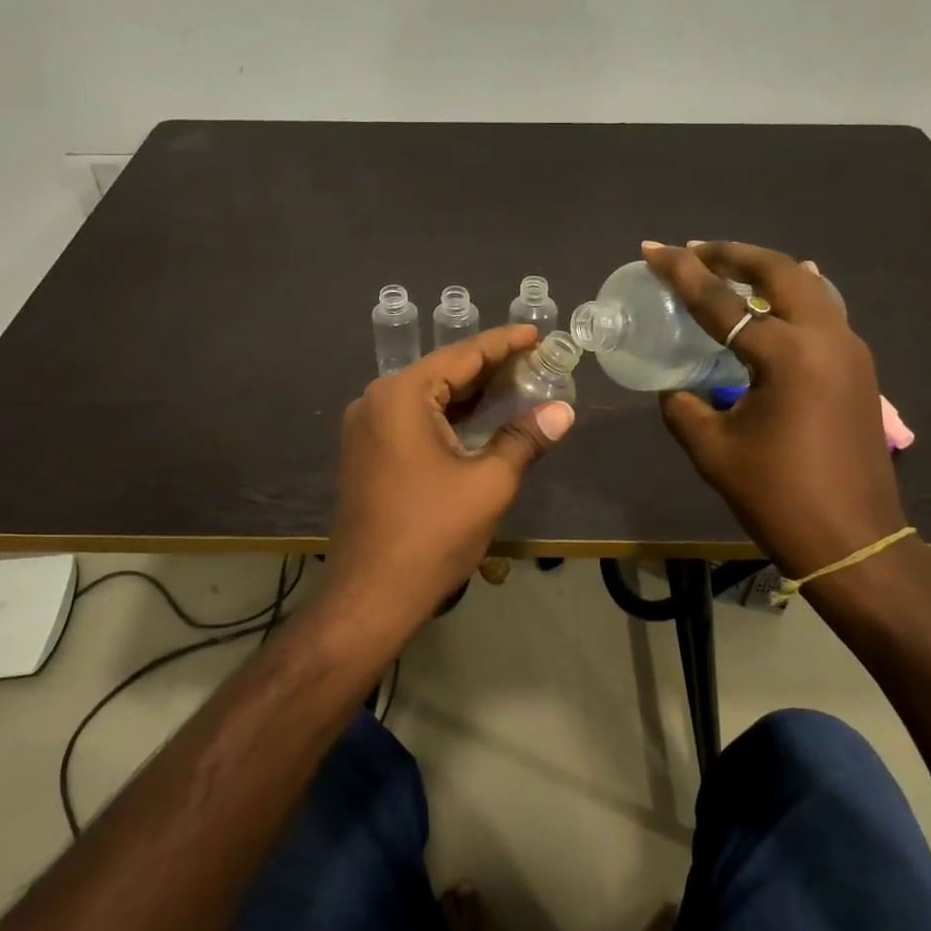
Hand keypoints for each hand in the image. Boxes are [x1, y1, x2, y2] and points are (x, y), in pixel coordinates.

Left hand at [324, 325, 574, 630]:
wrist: (370, 596)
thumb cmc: (432, 534)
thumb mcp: (489, 483)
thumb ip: (525, 438)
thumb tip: (563, 411)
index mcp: (401, 396)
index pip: (462, 355)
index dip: (504, 343)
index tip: (537, 333)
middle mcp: (376, 402)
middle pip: (443, 373)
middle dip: (490, 368)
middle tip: (536, 362)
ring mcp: (366, 430)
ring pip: (428, 399)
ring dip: (471, 395)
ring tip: (518, 387)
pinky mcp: (367, 455)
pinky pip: (414, 422)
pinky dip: (449, 418)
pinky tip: (482, 421)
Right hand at [645, 240, 906, 577]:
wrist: (853, 540)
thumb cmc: (777, 496)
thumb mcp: (712, 450)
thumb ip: (683, 406)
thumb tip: (675, 388)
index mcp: (787, 355)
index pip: (722, 301)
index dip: (681, 273)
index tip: (653, 248)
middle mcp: (827, 339)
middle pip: (780, 271)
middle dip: (733, 254)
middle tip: (694, 251)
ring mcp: (852, 352)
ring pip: (810, 287)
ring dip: (766, 272)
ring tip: (728, 271)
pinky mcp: (860, 370)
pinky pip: (825, 313)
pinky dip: (793, 297)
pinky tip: (776, 302)